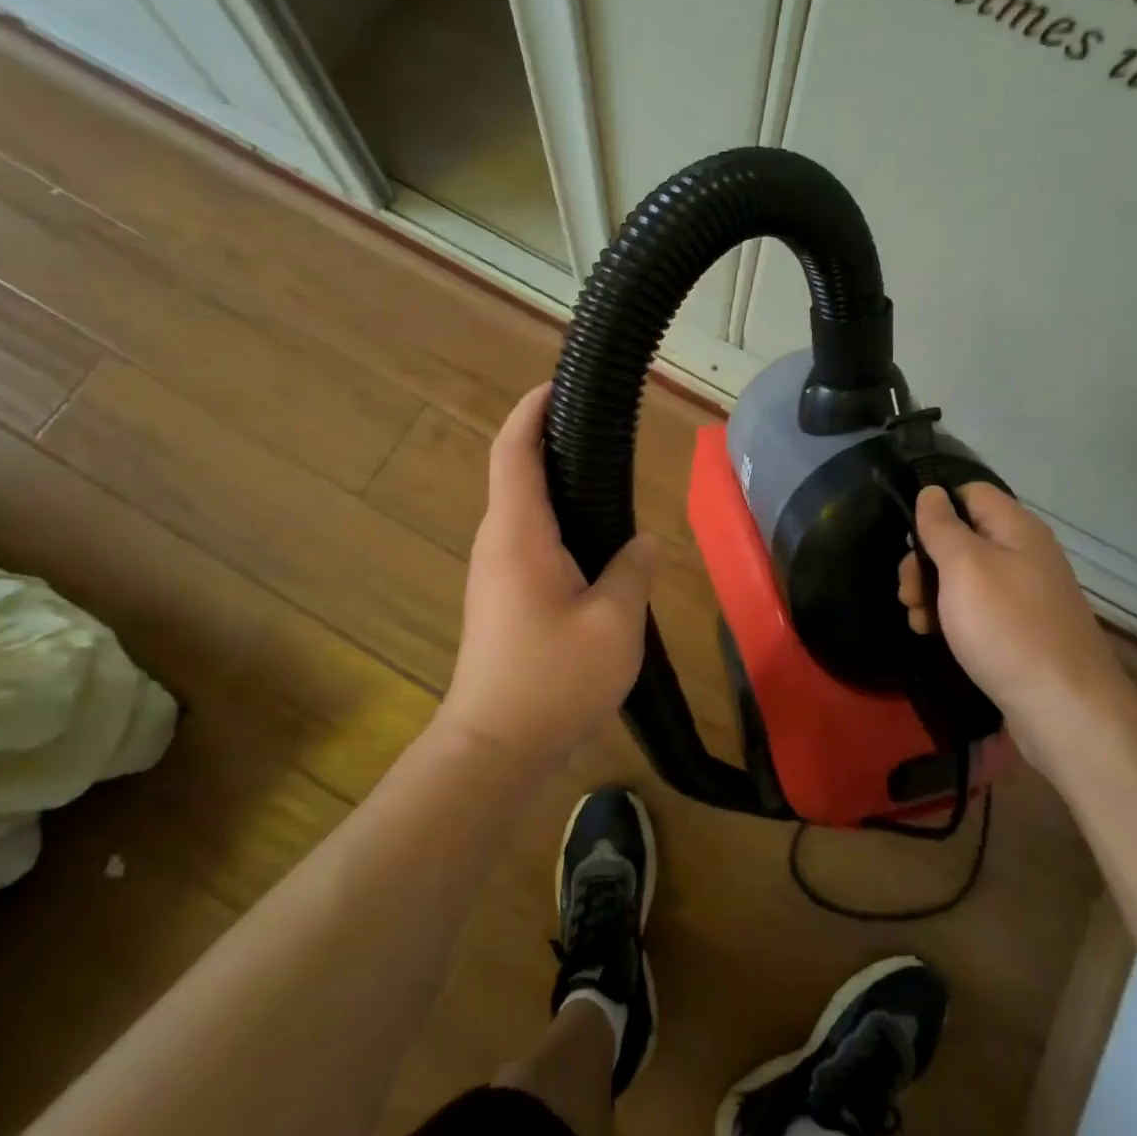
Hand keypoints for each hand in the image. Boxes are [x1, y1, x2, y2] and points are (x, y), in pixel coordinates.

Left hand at [439, 384, 657, 768]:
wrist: (494, 749)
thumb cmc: (552, 679)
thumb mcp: (614, 622)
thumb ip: (633, 570)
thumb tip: (642, 543)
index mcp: (518, 533)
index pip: (515, 451)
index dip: (532, 410)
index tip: (559, 385)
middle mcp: (498, 542)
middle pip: (518, 472)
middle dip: (553, 442)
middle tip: (604, 430)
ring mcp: (496, 572)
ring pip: (526, 510)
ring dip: (559, 486)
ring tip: (609, 478)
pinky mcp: (503, 598)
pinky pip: (530, 541)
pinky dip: (559, 522)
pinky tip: (597, 542)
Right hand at [898, 484, 1136, 757]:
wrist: (1065, 711)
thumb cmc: (1008, 628)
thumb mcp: (964, 567)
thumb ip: (942, 526)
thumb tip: (931, 491)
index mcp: (1017, 528)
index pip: (970, 492)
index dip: (936, 506)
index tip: (909, 537)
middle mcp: (1025, 554)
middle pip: (963, 537)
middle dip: (925, 560)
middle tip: (907, 592)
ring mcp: (1025, 594)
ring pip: (965, 576)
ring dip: (933, 592)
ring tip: (917, 620)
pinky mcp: (1021, 630)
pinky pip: (978, 609)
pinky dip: (952, 617)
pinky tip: (934, 636)